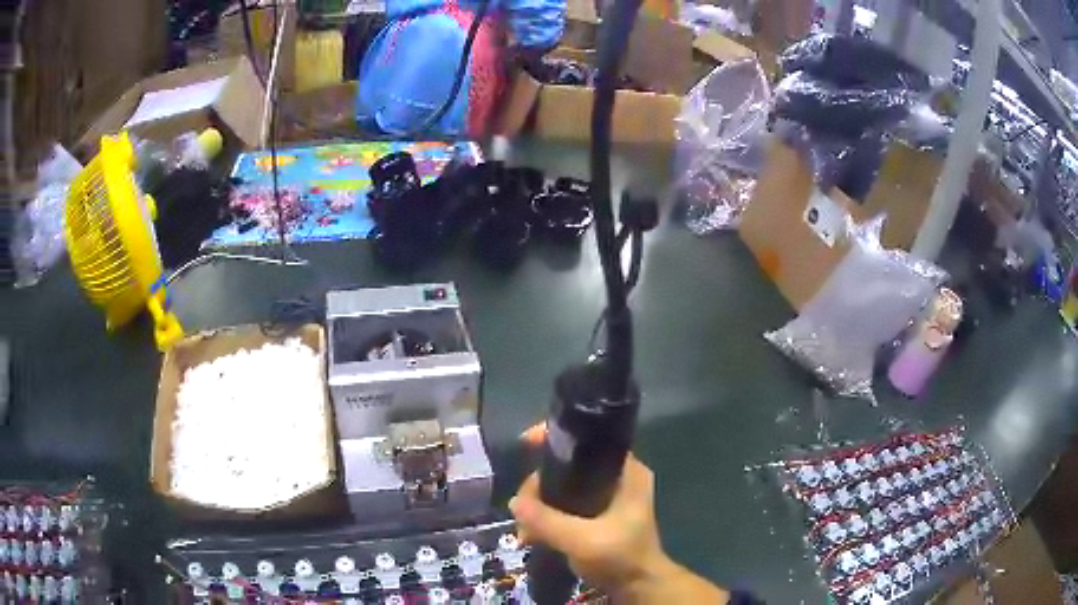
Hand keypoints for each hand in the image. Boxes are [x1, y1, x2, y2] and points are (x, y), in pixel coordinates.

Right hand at [509, 454, 669, 597]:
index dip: (557, 438)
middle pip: (567, 466)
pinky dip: (546, 518)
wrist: (638, 587)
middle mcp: (616, 477)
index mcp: (625, 472)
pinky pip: (563, 506)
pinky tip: (532, 536)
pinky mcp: (595, 515)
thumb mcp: (584, 540)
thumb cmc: (621, 558)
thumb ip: (548, 521)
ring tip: (526, 533)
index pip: (589, 440)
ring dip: (538, 508)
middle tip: (522, 512)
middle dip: (538, 488)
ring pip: (561, 488)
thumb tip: (514, 502)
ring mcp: (605, 497)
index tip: (526, 443)